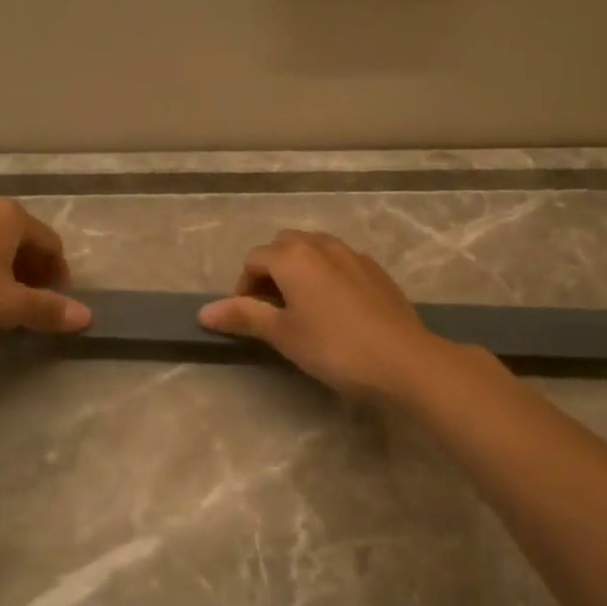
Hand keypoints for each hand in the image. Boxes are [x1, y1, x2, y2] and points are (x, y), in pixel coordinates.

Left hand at [0, 195, 91, 333]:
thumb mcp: (5, 305)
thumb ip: (47, 309)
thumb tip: (86, 316)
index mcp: (11, 216)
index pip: (52, 244)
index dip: (59, 275)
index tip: (53, 303)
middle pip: (23, 238)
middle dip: (32, 270)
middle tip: (27, 303)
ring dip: (4, 267)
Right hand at [197, 231, 448, 400]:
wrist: (403, 360)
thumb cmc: (333, 347)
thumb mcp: (282, 334)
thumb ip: (244, 316)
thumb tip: (203, 312)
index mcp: (293, 256)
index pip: (254, 260)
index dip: (242, 287)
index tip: (247, 318)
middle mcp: (322, 245)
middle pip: (284, 246)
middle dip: (270, 270)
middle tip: (271, 309)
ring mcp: (353, 255)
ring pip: (315, 250)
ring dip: (299, 269)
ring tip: (301, 307)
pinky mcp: (376, 271)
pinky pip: (340, 262)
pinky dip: (327, 275)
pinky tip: (335, 309)